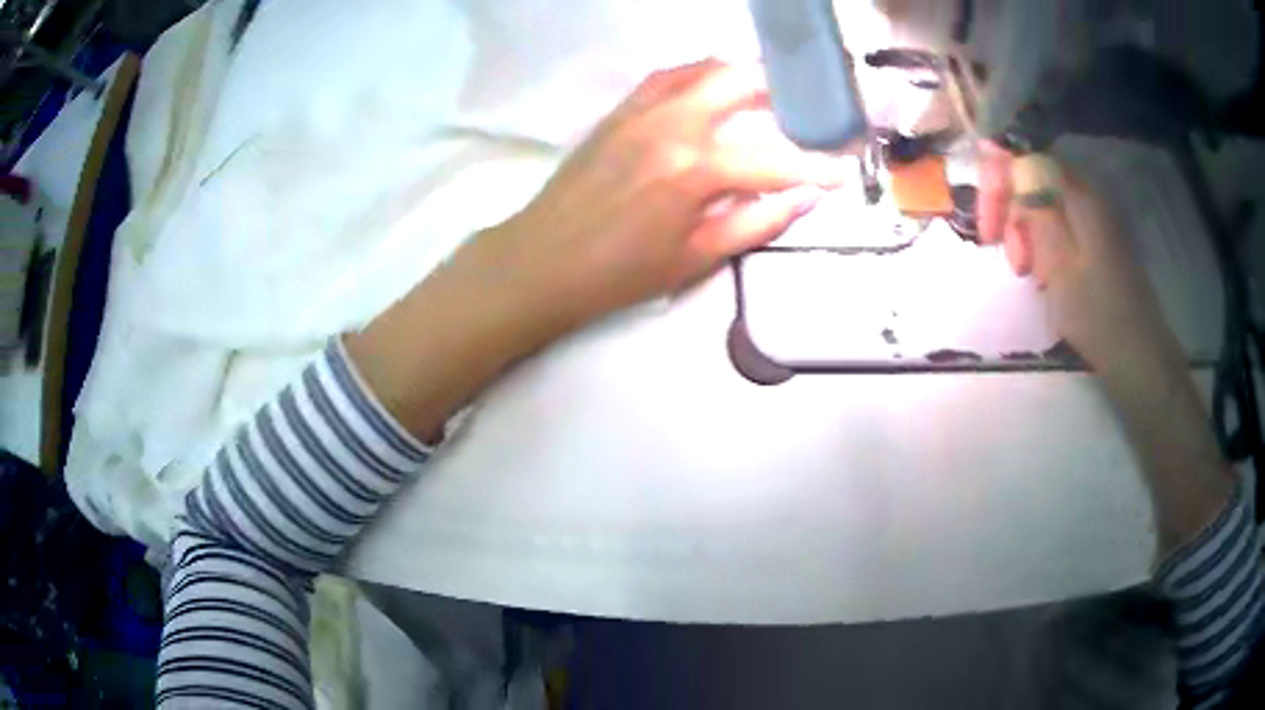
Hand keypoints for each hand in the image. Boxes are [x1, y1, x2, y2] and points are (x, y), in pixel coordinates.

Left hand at [468, 60, 846, 335]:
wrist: (542, 261)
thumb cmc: (620, 273)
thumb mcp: (697, 257)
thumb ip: (758, 221)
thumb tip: (806, 197)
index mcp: (695, 169)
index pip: (775, 160)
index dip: (815, 166)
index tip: (843, 168)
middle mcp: (673, 124)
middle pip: (742, 84)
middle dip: (785, 92)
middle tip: (810, 110)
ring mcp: (642, 109)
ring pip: (706, 69)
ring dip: (744, 76)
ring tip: (772, 94)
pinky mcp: (621, 109)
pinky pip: (669, 76)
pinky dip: (701, 75)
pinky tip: (715, 88)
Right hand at [977, 146, 1183, 375]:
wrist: (1138, 357)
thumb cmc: (1097, 315)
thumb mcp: (1058, 263)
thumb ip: (1034, 205)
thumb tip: (1007, 155)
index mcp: (1078, 195)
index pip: (1027, 157)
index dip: (999, 180)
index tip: (988, 225)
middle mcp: (1086, 196)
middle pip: (1034, 179)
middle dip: (1013, 213)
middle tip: (1012, 261)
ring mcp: (1094, 218)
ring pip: (1045, 205)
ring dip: (1027, 234)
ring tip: (1028, 275)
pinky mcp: (1097, 240)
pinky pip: (1060, 226)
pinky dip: (1045, 246)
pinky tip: (1044, 276)